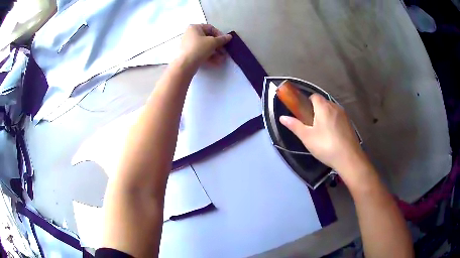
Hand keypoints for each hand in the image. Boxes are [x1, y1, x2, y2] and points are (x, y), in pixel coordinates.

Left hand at [179, 24, 231, 69]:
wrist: (185, 64)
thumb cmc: (199, 48)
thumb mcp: (213, 42)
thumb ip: (222, 39)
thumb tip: (229, 36)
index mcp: (194, 28)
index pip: (210, 28)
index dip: (219, 34)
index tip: (225, 41)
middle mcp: (190, 34)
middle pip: (208, 38)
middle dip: (218, 45)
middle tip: (224, 51)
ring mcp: (189, 44)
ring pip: (205, 46)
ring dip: (215, 52)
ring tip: (222, 59)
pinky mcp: (189, 53)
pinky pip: (201, 52)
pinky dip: (209, 56)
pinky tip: (216, 62)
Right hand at [279, 94, 366, 178]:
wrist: (349, 158)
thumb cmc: (326, 146)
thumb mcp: (307, 137)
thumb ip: (294, 125)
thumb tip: (282, 117)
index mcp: (324, 107)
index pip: (314, 96)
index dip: (307, 102)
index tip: (303, 114)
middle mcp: (335, 107)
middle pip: (323, 103)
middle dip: (315, 110)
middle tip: (310, 125)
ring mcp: (344, 115)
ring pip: (331, 110)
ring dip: (325, 116)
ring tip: (321, 132)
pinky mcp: (349, 124)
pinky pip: (338, 117)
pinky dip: (333, 122)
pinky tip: (332, 136)